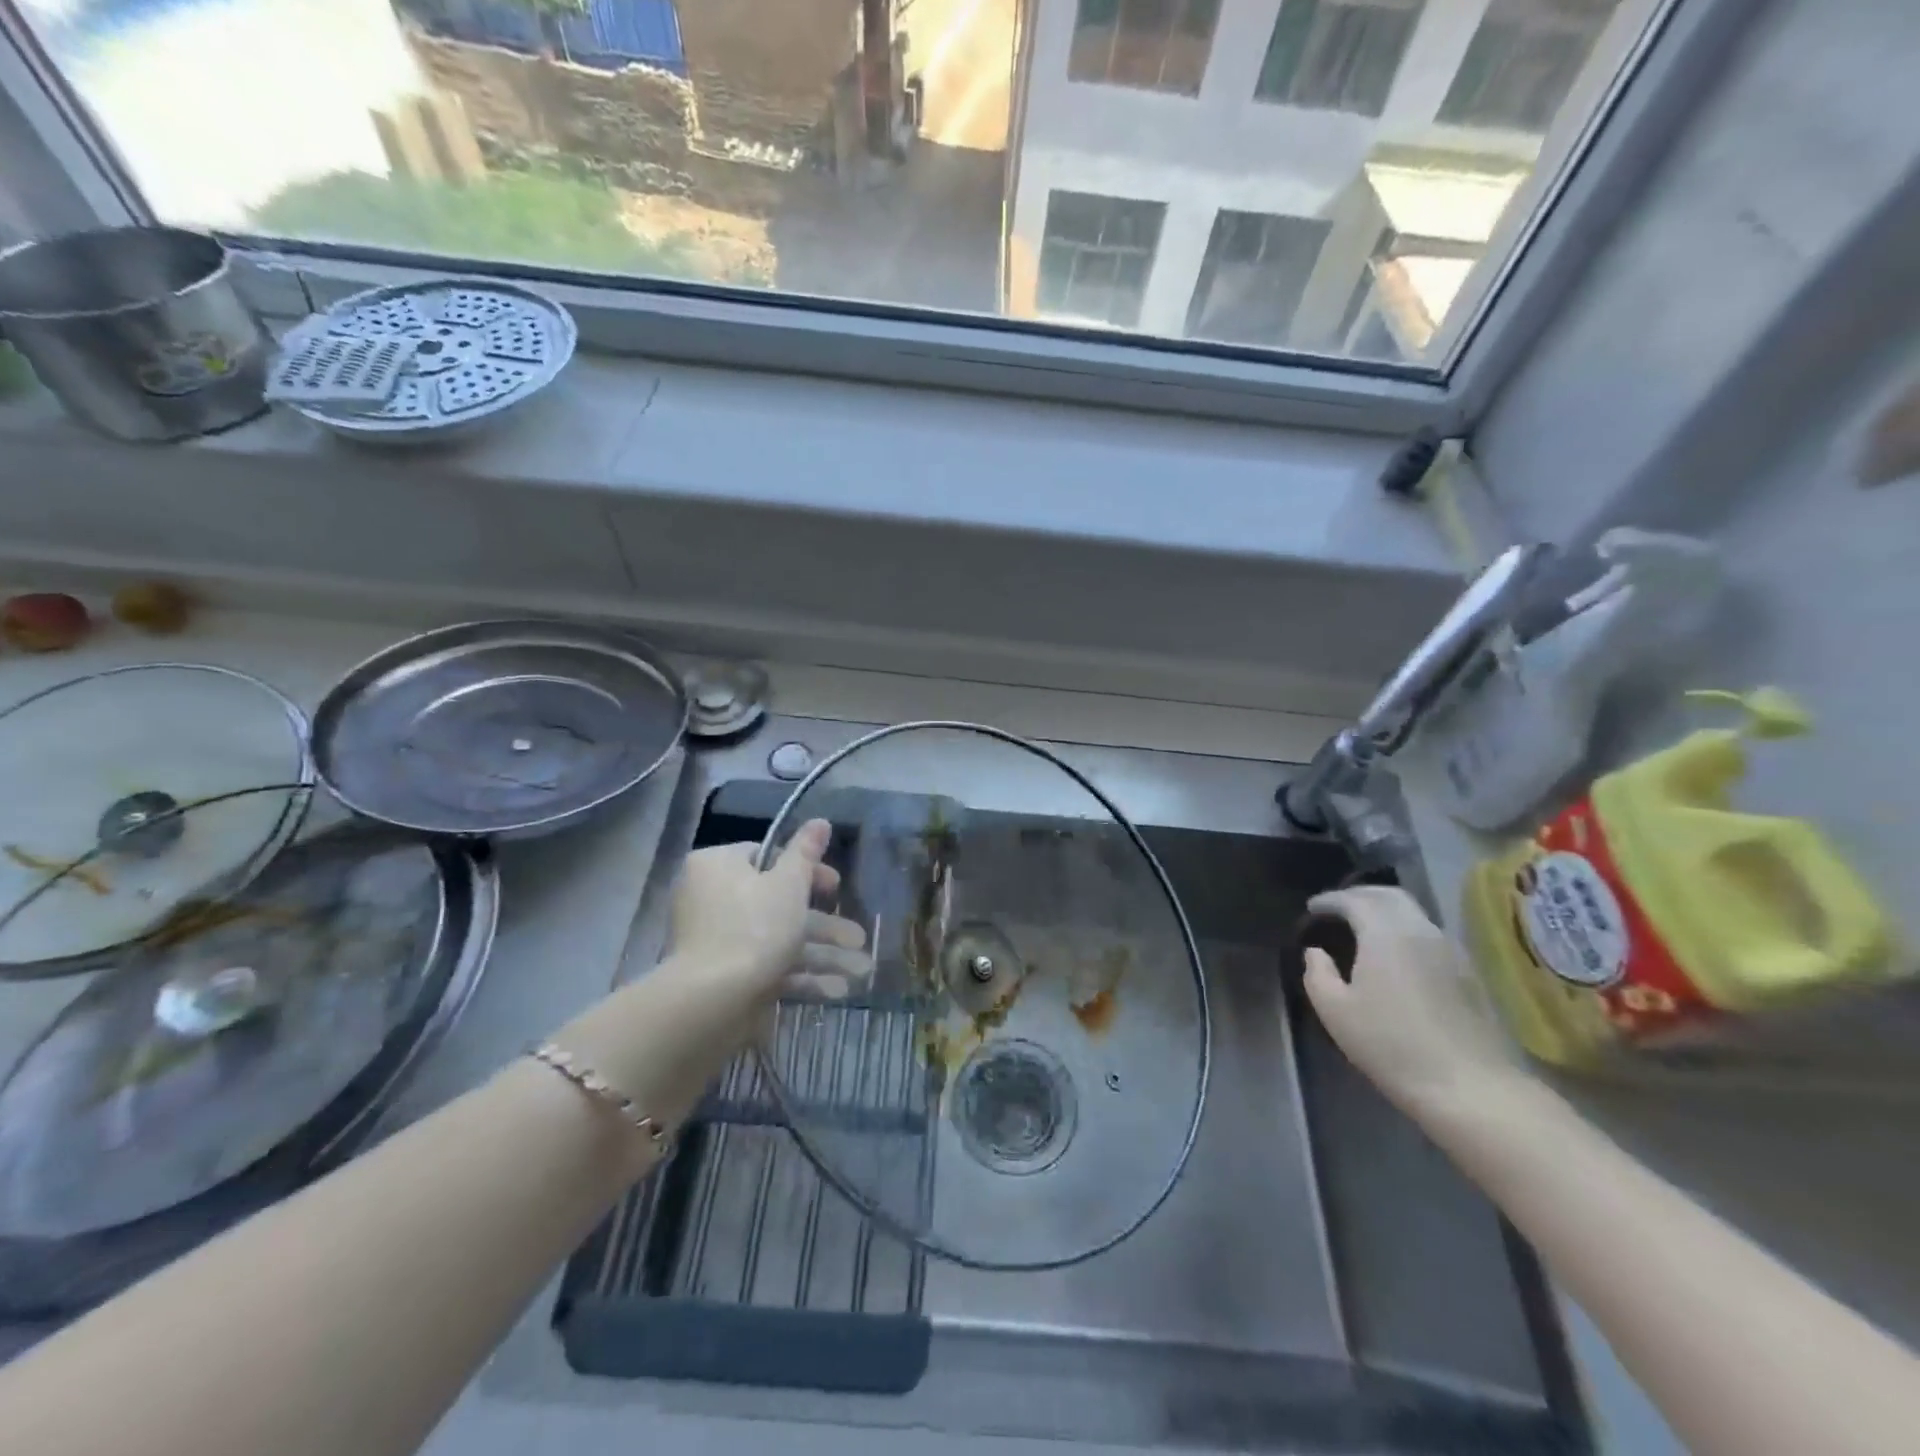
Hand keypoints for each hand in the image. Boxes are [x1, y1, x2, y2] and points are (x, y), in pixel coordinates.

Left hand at [667, 819, 869, 1007]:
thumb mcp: (789, 883)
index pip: (767, 856)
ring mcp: (717, 940)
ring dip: (822, 953)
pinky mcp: (724, 975)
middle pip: (778, 902)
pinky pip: (767, 966)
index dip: (807, 871)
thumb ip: (806, 852)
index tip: (835, 887)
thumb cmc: (754, 927)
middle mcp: (711, 898)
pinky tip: (837, 990)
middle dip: (825, 923)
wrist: (713, 1000)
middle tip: (858, 936)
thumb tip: (820, 820)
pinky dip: (800, 975)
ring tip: (862, 970)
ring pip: (778, 938)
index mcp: (718, 866)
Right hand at [1302, 885, 1528, 1126]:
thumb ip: (1318, 974)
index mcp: (1385, 934)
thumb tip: (1316, 953)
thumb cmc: (1391, 1045)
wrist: (1469, 1086)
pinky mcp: (1469, 972)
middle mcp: (1421, 930)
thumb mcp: (1335, 1011)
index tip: (1312, 908)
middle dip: (1361, 894)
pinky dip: (1405, 929)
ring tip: (1365, 927)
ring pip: (1414, 913)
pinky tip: (1396, 952)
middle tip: (1338, 906)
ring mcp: (1451, 950)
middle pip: (1390, 895)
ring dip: (1386, 911)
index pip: (1354, 900)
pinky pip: (1429, 934)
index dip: (1330, 900)